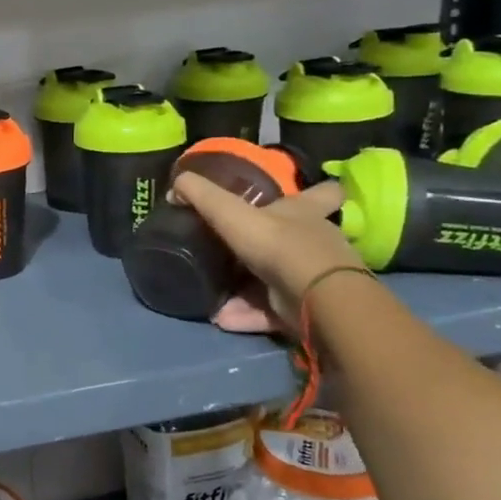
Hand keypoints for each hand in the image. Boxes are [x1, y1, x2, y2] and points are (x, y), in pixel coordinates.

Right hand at [169, 176, 363, 333]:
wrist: (314, 298)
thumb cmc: (278, 244)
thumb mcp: (231, 212)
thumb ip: (202, 196)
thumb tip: (176, 182)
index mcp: (305, 212)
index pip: (324, 193)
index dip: (317, 191)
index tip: (305, 192)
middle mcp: (313, 242)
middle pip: (291, 239)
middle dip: (263, 246)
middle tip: (230, 249)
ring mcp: (310, 278)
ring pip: (273, 280)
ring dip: (243, 289)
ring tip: (211, 292)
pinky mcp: (303, 310)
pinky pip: (268, 310)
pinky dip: (245, 314)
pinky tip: (220, 316)